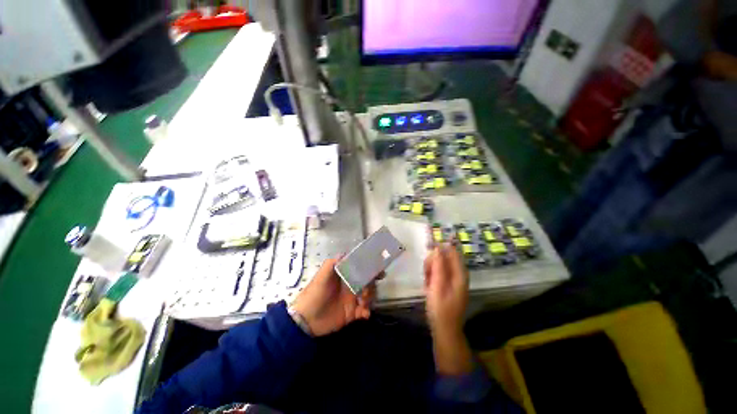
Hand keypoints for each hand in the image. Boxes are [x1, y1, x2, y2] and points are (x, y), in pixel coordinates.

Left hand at [290, 258, 374, 336]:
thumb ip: (332, 263)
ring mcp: (352, 299)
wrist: (306, 319)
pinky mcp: (352, 313)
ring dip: (370, 297)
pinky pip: (365, 311)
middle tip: (367, 290)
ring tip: (362, 303)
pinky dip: (367, 311)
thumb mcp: (322, 276)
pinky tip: (364, 313)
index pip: (361, 268)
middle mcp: (350, 285)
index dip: (370, 268)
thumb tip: (346, 254)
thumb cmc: (315, 293)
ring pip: (369, 295)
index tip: (379, 270)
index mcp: (345, 275)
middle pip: (368, 281)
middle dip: (372, 284)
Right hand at [424, 244, 468, 336]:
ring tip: (427, 283)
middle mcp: (458, 274)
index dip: (439, 247)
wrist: (444, 329)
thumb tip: (437, 247)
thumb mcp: (437, 286)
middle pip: (444, 256)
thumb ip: (438, 266)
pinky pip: (438, 272)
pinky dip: (431, 276)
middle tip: (426, 274)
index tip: (426, 249)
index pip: (452, 251)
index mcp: (459, 273)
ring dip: (430, 269)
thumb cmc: (441, 308)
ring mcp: (453, 279)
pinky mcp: (447, 284)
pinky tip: (428, 286)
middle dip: (432, 261)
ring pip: (439, 264)